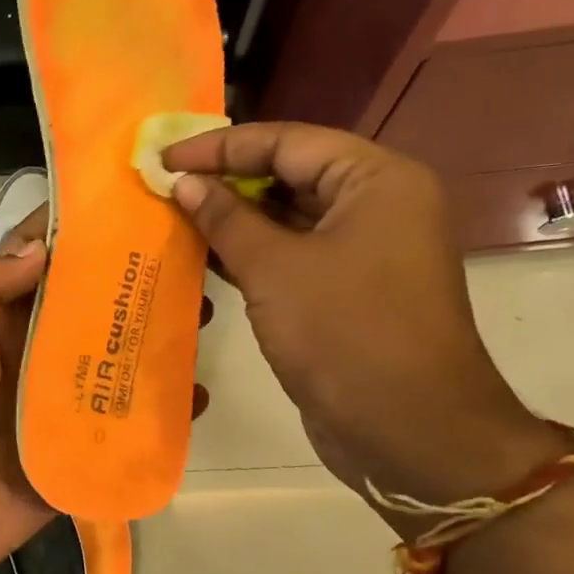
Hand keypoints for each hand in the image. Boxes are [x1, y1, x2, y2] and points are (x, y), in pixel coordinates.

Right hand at [163, 124, 569, 521]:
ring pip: (289, 218)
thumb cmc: (345, 335)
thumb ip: (225, 219)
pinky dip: (252, 254)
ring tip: (175, 219)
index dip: (220, 148)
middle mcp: (377, 205)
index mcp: (377, 180)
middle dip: (226, 182)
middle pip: (290, 175)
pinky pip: (293, 256)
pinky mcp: (349, 290)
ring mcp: (365, 250)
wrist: (409, 432)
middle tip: (166, 187)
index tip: (164, 157)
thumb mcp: (275, 269)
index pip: (287, 142)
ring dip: (234, 221)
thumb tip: (183, 181)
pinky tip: (205, 258)